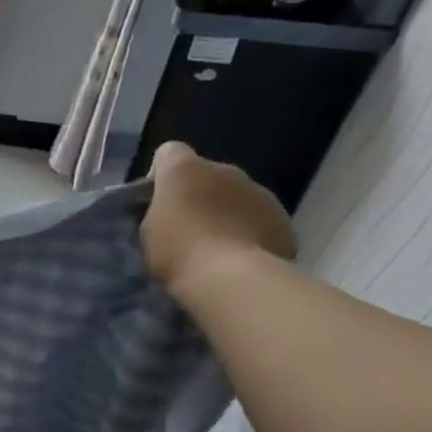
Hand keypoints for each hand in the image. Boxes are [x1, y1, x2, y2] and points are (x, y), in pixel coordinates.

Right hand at [141, 141, 295, 291]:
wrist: (234, 280)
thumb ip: (158, 209)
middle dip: (198, 194)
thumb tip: (171, 208)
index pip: (169, 152)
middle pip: (206, 174)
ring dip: (226, 211)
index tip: (158, 202)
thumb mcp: (148, 230)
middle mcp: (225, 170)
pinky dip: (250, 229)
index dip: (162, 174)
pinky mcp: (283, 217)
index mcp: (185, 169)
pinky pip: (259, 217)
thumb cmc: (179, 251)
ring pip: (236, 194)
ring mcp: (259, 191)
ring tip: (218, 246)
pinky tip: (241, 256)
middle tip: (188, 228)